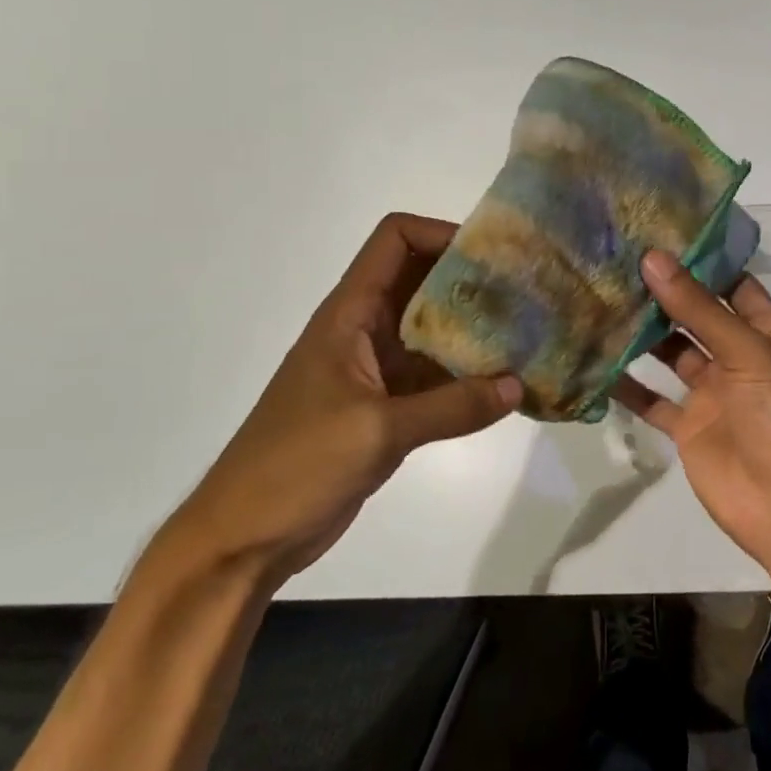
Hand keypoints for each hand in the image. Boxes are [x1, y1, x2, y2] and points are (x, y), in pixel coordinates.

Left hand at [159, 213, 521, 586]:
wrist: (243, 538)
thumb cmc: (296, 466)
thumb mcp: (377, 430)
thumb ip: (452, 407)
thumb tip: (518, 386)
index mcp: (350, 314)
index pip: (394, 241)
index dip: (440, 233)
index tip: (491, 254)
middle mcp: (365, 330)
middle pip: (422, 280)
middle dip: (471, 279)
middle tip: (525, 290)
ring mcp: (376, 369)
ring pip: (433, 329)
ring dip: (474, 328)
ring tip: (527, 331)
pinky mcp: (386, 407)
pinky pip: (435, 376)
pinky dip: (467, 375)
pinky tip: (505, 385)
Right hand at [612, 250, 770, 601]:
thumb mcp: (749, 354)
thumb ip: (700, 309)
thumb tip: (653, 259)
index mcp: (765, 333)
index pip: (731, 284)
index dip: (699, 260)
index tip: (656, 232)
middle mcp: (737, 357)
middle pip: (695, 316)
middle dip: (662, 293)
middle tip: (614, 260)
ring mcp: (711, 393)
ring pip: (669, 353)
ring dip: (641, 334)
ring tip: (598, 299)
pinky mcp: (688, 427)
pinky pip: (652, 399)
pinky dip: (627, 385)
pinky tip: (595, 362)